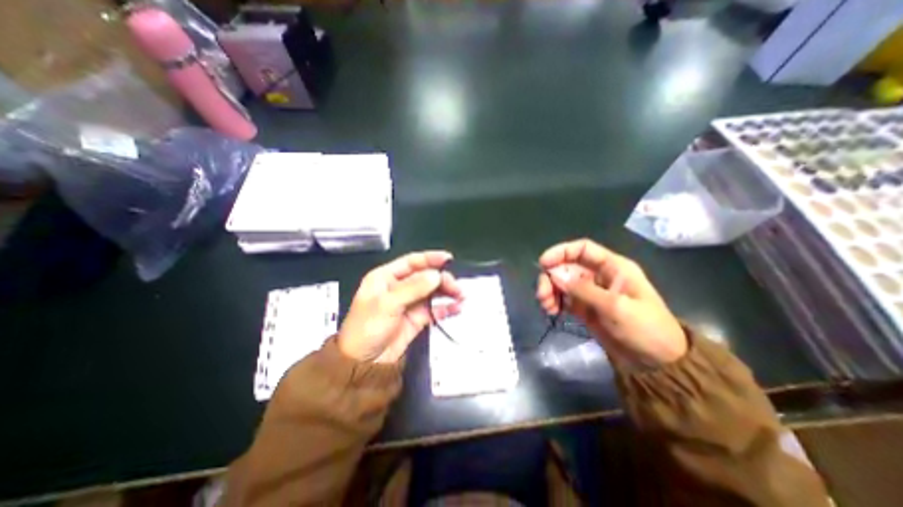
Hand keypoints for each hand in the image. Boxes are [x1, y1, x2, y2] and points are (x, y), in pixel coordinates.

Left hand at [338, 249, 463, 361]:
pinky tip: (456, 308)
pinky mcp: (417, 319)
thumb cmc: (368, 328)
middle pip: (425, 277)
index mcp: (386, 277)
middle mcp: (399, 287)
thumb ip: (413, 288)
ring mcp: (409, 303)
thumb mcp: (388, 304)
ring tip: (460, 296)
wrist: (364, 364)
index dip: (430, 259)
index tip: (448, 259)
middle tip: (456, 287)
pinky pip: (434, 309)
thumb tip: (437, 275)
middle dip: (441, 279)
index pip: (411, 262)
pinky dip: (445, 308)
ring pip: (432, 292)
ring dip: (447, 293)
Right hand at [534, 240, 685, 364]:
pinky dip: (554, 302)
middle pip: (567, 266)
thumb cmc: (646, 329)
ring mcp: (590, 292)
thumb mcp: (616, 307)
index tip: (543, 263)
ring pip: (562, 282)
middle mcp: (598, 275)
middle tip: (542, 295)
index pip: (582, 249)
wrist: (658, 364)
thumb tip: (554, 274)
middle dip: (551, 277)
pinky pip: (563, 298)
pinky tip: (552, 311)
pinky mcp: (584, 308)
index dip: (561, 251)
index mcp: (612, 267)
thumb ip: (583, 290)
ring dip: (550, 291)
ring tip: (547, 307)